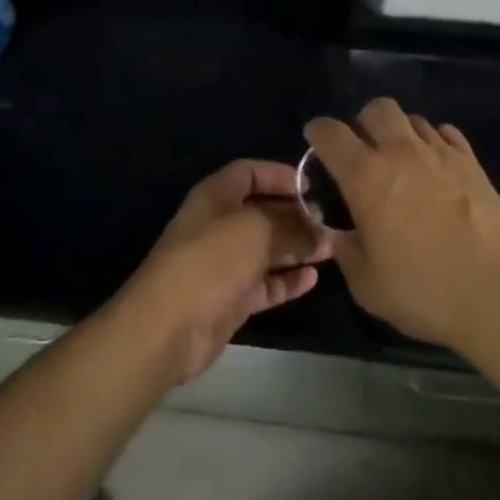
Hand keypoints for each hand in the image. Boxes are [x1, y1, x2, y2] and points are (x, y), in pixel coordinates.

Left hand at [120, 160, 331, 385]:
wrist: (168, 327)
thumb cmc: (212, 260)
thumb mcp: (257, 230)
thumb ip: (291, 226)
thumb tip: (319, 229)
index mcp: (217, 195)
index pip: (250, 172)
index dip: (280, 175)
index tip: (311, 186)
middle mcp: (220, 224)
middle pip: (262, 210)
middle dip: (294, 214)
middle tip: (327, 221)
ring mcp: (224, 263)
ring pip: (266, 248)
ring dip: (296, 247)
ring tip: (330, 248)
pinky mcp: (230, 298)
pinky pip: (265, 283)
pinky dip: (287, 280)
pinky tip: (313, 279)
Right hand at [306, 99, 499, 354]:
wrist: (499, 291)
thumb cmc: (426, 292)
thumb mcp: (368, 286)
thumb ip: (345, 250)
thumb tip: (337, 232)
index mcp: (366, 177)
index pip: (331, 134)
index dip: (317, 132)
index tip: (315, 140)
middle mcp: (400, 152)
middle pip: (376, 109)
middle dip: (363, 122)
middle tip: (363, 150)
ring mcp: (440, 151)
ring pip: (413, 119)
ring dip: (400, 133)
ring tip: (402, 162)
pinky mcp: (471, 160)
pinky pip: (445, 133)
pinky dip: (433, 142)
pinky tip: (435, 167)